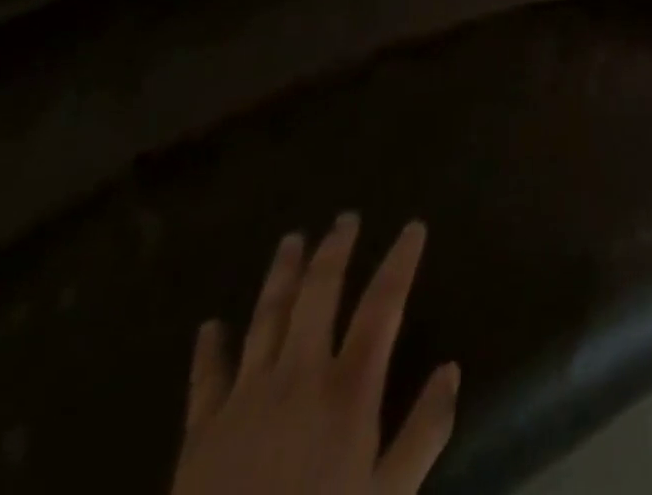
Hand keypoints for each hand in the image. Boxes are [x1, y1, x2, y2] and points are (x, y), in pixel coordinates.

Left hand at [172, 216, 457, 494]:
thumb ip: (425, 431)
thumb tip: (451, 368)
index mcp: (348, 390)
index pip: (383, 304)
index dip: (401, 260)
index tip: (413, 227)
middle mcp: (299, 376)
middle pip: (320, 293)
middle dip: (335, 250)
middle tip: (345, 218)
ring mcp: (245, 399)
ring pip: (266, 317)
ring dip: (281, 275)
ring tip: (291, 240)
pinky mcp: (200, 433)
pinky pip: (206, 377)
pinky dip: (209, 348)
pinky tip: (210, 325)